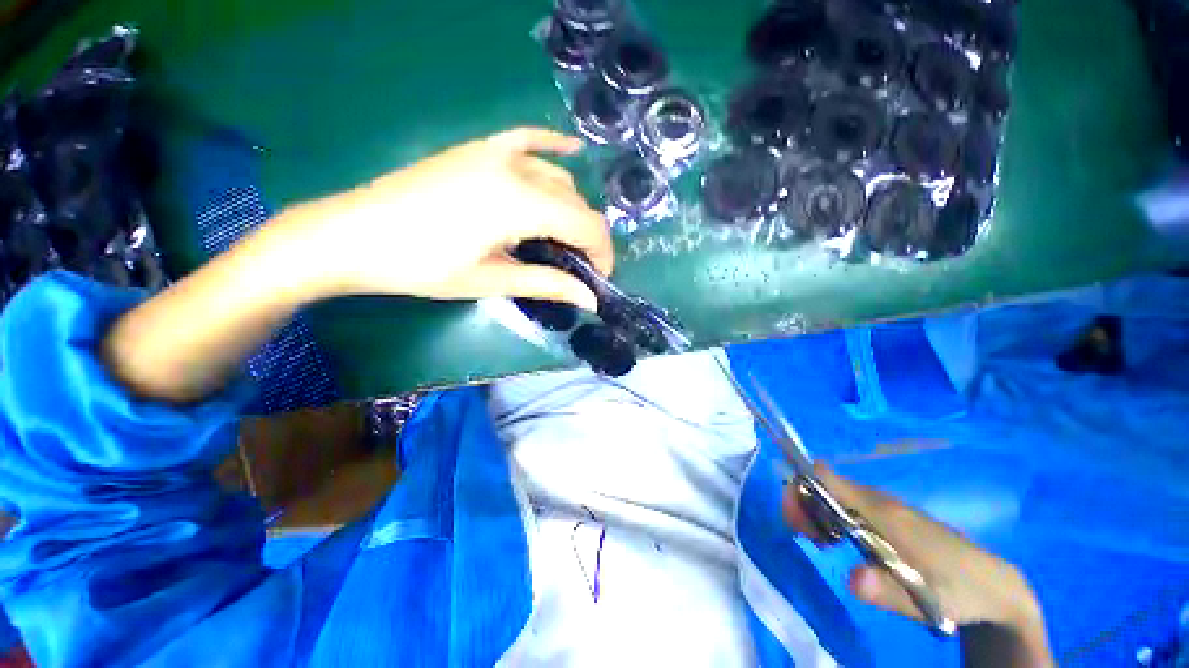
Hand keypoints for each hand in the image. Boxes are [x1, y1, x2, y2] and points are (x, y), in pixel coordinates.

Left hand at [277, 127, 613, 309]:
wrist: (355, 235)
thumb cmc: (423, 266)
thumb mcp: (492, 280)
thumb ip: (548, 284)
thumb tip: (591, 299)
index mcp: (520, 203)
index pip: (585, 225)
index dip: (602, 253)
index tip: (600, 279)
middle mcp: (516, 168)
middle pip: (576, 202)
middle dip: (589, 237)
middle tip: (582, 268)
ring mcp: (496, 152)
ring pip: (558, 178)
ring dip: (572, 209)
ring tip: (564, 239)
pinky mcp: (479, 148)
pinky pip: (529, 139)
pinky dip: (554, 147)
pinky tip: (572, 150)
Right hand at [783, 465, 1053, 665]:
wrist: (995, 585)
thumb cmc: (959, 590)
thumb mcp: (926, 599)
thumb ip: (886, 590)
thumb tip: (849, 579)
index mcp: (883, 511)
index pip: (825, 477)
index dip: (800, 488)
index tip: (797, 521)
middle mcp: (878, 500)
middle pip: (822, 484)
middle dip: (803, 504)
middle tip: (809, 539)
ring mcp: (884, 506)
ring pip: (832, 494)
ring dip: (816, 513)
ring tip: (824, 545)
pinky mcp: (888, 516)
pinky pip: (846, 504)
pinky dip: (831, 517)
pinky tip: (840, 543)